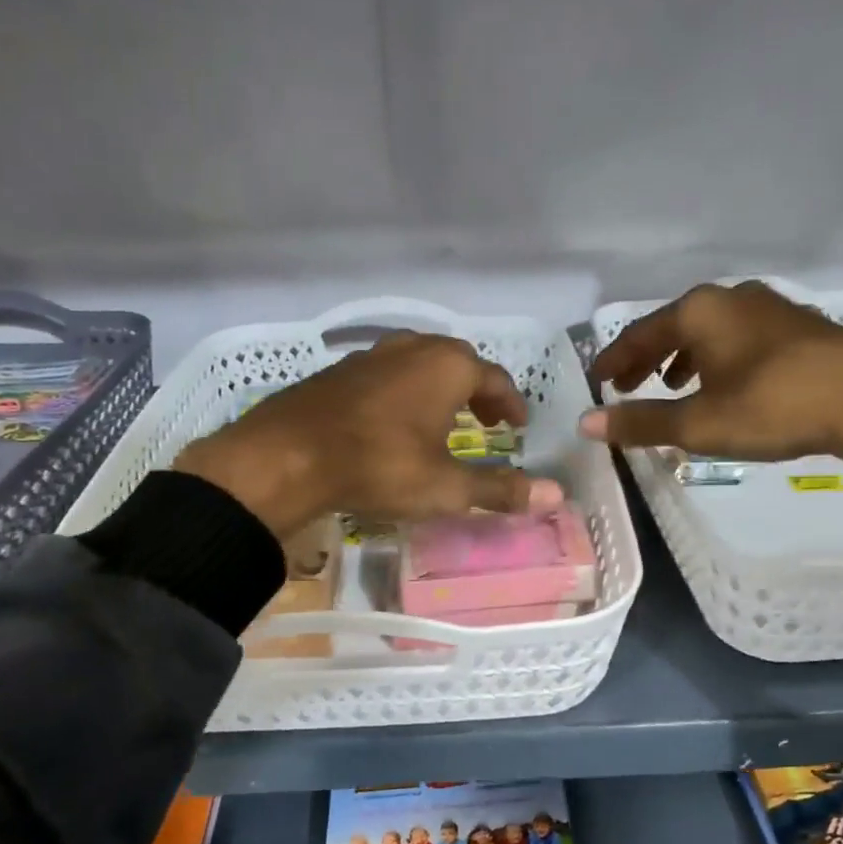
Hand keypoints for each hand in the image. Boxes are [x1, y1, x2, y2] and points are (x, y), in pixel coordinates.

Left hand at [173, 332, 563, 538]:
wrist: (286, 457)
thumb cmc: (379, 466)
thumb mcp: (445, 486)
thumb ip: (500, 489)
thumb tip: (556, 495)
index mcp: (448, 366)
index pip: (495, 378)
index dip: (511, 403)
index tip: (518, 426)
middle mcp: (413, 348)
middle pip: (458, 363)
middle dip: (477, 392)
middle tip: (487, 422)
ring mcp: (371, 355)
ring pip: (419, 365)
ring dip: (439, 390)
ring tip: (443, 421)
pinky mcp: (339, 371)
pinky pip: (387, 375)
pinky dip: (404, 392)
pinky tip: (393, 423)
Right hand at [579, 282, 842, 497]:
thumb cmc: (773, 407)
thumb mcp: (699, 424)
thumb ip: (641, 422)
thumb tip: (586, 424)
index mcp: (700, 311)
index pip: (640, 334)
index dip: (616, 360)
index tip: (599, 381)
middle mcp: (731, 297)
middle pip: (674, 326)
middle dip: (647, 358)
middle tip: (627, 385)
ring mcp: (769, 306)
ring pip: (710, 330)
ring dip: (683, 357)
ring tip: (672, 385)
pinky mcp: (798, 324)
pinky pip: (740, 336)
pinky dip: (718, 357)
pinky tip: (726, 382)